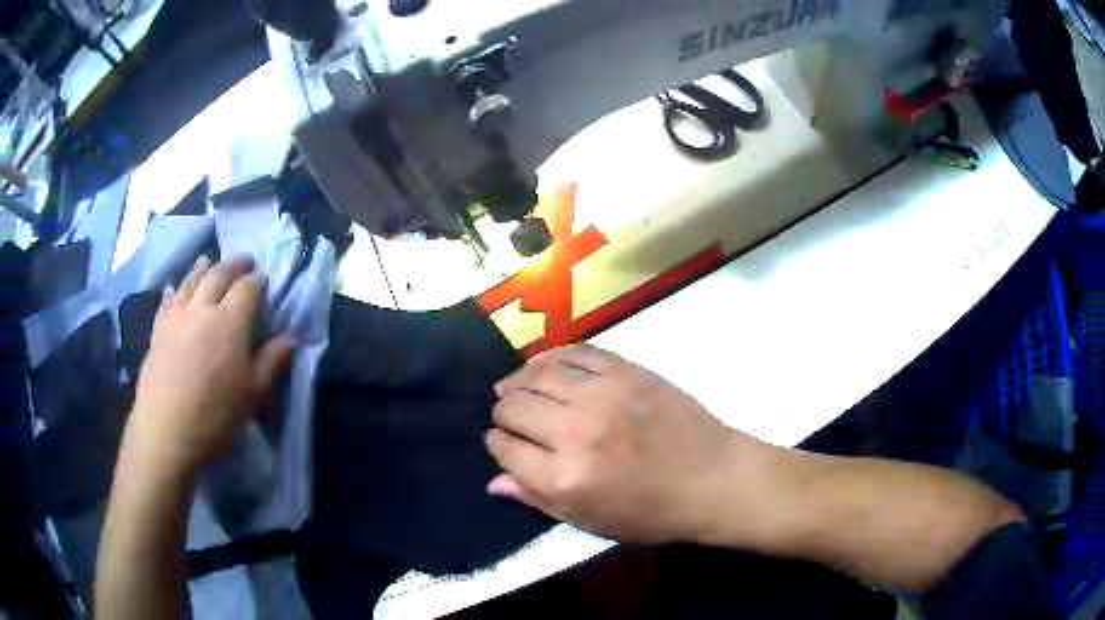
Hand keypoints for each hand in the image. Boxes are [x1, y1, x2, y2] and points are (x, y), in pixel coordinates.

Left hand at [125, 255, 296, 478]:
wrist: (166, 430)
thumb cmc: (215, 415)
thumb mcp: (252, 394)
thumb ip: (272, 361)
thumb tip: (292, 339)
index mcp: (230, 322)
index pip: (248, 289)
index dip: (258, 281)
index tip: (264, 278)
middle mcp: (203, 308)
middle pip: (218, 275)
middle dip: (233, 265)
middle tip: (244, 260)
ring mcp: (176, 316)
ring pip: (190, 281)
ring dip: (202, 268)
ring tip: (209, 260)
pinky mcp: (158, 330)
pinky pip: (167, 301)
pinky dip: (174, 289)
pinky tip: (174, 286)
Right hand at [486, 345, 778, 544]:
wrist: (712, 478)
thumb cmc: (652, 513)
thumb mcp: (591, 522)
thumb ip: (538, 499)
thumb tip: (493, 481)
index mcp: (565, 477)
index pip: (505, 448)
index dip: (496, 443)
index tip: (500, 441)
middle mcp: (575, 432)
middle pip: (514, 408)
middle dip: (502, 412)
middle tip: (508, 416)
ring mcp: (602, 395)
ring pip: (536, 375)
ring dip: (517, 380)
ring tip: (513, 386)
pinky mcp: (626, 371)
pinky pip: (575, 353)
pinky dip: (552, 356)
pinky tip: (544, 365)